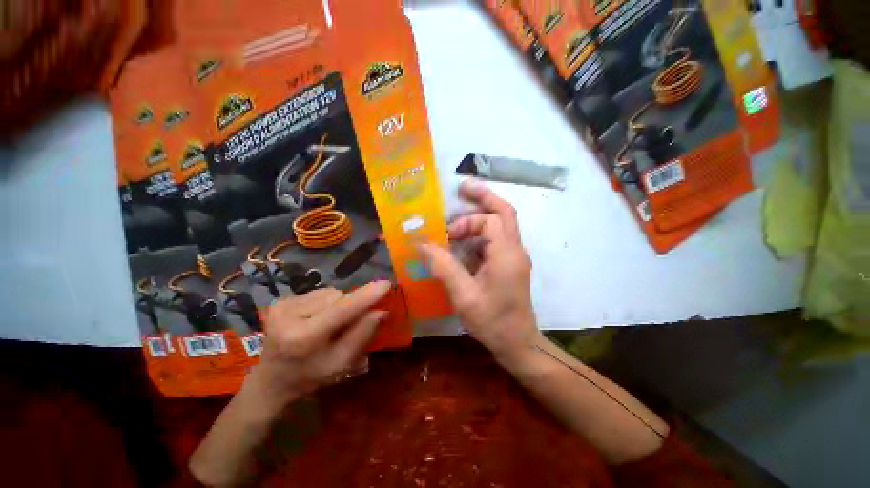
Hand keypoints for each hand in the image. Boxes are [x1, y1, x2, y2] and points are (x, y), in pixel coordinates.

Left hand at [248, 282, 391, 405]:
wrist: (271, 379)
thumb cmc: (310, 375)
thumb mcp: (341, 362)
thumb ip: (362, 335)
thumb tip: (382, 311)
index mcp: (303, 338)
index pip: (340, 311)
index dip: (365, 297)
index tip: (386, 284)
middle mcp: (288, 316)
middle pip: (337, 297)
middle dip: (348, 306)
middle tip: (343, 325)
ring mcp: (282, 305)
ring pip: (329, 292)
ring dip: (336, 304)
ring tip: (327, 323)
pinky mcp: (280, 299)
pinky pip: (318, 292)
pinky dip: (324, 303)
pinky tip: (315, 317)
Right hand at [420, 180, 539, 362]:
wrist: (518, 344)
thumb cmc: (493, 322)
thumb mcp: (464, 295)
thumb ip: (443, 267)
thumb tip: (422, 245)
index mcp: (507, 254)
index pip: (490, 220)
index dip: (466, 222)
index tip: (446, 236)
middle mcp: (515, 249)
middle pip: (504, 212)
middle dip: (483, 198)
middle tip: (462, 189)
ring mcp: (514, 256)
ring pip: (500, 224)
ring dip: (479, 219)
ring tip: (456, 224)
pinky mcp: (510, 264)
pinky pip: (495, 240)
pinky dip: (479, 236)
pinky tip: (463, 244)